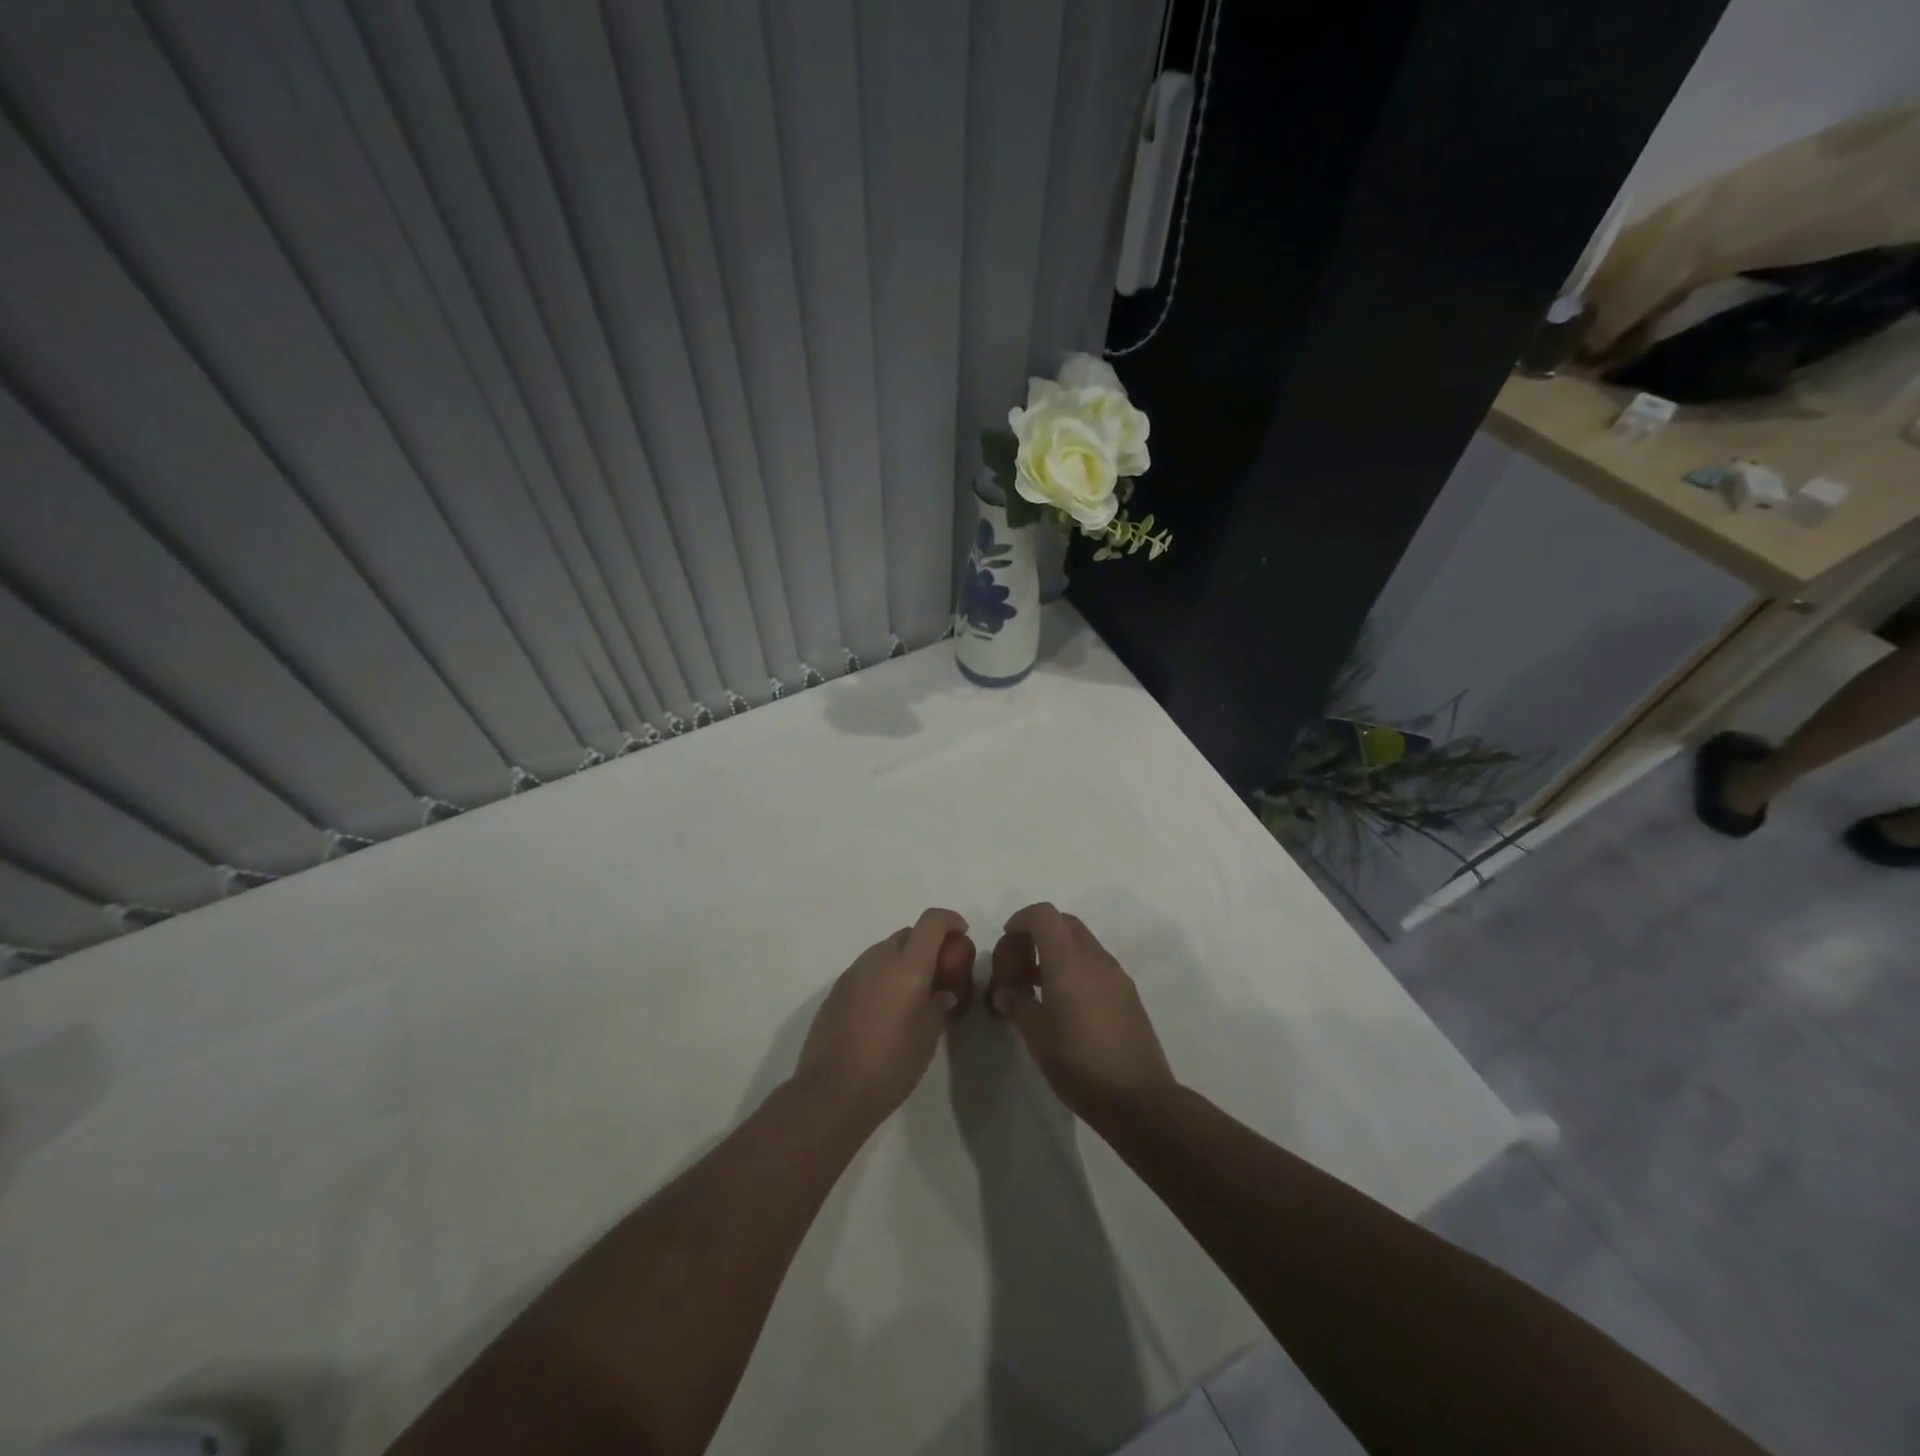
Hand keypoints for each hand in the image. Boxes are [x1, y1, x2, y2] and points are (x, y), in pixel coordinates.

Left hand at [791, 908, 976, 1126]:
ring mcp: (854, 972)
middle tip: (940, 973)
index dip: (950, 920)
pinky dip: (882, 976)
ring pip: (885, 950)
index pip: (931, 922)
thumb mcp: (928, 1037)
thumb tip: (942, 992)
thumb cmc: (890, 1065)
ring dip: (903, 960)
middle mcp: (879, 959)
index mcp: (907, 966)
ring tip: (912, 995)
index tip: (962, 935)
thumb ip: (939, 1005)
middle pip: (908, 934)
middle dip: (927, 944)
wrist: (831, 1092)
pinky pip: (868, 970)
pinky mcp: (836, 990)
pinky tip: (885, 1009)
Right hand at [988, 903, 1176, 1124]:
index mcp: (1068, 961)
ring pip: (1081, 943)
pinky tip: (1066, 1005)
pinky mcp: (1128, 993)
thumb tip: (1006, 991)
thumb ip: (1017, 1004)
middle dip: (1037, 935)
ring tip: (1038, 988)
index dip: (1021, 919)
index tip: (1006, 941)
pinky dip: (1075, 968)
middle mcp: (1094, 958)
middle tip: (1019, 966)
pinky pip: (1096, 964)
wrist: (1138, 1099)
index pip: (1043, 915)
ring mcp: (1116, 974)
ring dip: (1057, 952)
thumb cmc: (1079, 1063)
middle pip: (1064, 923)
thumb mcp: (1036, 1035)